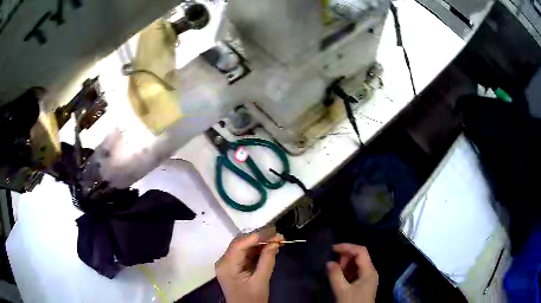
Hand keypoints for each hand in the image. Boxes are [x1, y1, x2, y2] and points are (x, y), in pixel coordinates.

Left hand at [215, 227, 284, 302]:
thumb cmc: (252, 299)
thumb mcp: (261, 281)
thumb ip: (267, 260)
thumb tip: (275, 242)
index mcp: (226, 266)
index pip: (239, 244)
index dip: (257, 236)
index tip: (274, 231)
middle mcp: (224, 261)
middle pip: (240, 243)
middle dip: (260, 237)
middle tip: (278, 235)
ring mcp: (229, 264)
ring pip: (244, 247)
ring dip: (260, 243)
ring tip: (278, 240)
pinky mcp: (235, 267)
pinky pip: (246, 254)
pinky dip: (258, 250)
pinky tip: (270, 248)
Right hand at [327, 244, 377, 302]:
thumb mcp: (342, 291)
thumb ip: (335, 275)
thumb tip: (329, 262)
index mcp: (369, 271)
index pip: (360, 251)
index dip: (347, 247)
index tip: (332, 248)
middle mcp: (370, 272)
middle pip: (360, 256)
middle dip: (345, 256)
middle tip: (332, 262)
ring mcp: (367, 278)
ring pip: (357, 264)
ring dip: (345, 264)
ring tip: (333, 268)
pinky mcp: (363, 284)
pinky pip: (355, 272)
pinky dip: (346, 271)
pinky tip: (338, 275)